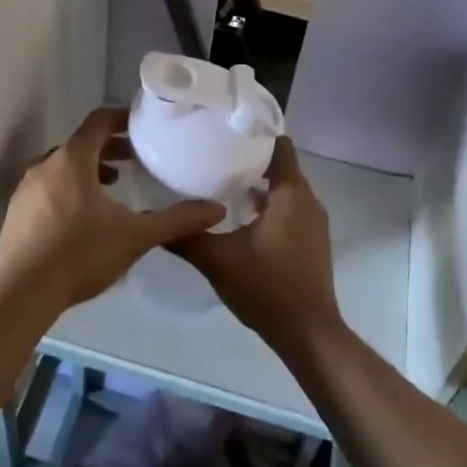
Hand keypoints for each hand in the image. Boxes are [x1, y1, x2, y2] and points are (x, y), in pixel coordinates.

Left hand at [0, 107, 224, 312]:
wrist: (20, 294)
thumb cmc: (80, 255)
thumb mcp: (135, 236)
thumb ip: (177, 220)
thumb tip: (217, 210)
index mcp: (72, 160)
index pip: (98, 122)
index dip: (121, 118)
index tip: (142, 124)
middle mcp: (45, 165)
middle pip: (80, 144)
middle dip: (109, 147)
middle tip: (135, 158)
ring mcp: (25, 189)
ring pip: (62, 166)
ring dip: (89, 169)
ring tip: (113, 185)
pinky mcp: (16, 213)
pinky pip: (47, 186)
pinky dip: (69, 187)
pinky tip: (82, 216)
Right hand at [171, 138, 340, 350]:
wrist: (308, 334)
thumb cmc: (266, 288)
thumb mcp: (217, 260)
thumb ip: (186, 236)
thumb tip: (152, 218)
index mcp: (290, 194)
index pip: (279, 144)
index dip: (255, 133)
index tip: (225, 131)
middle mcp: (308, 201)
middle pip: (281, 165)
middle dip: (250, 159)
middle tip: (213, 156)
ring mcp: (314, 223)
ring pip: (285, 189)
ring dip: (258, 184)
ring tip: (221, 184)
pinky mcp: (312, 241)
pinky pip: (290, 209)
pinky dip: (269, 205)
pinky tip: (240, 218)